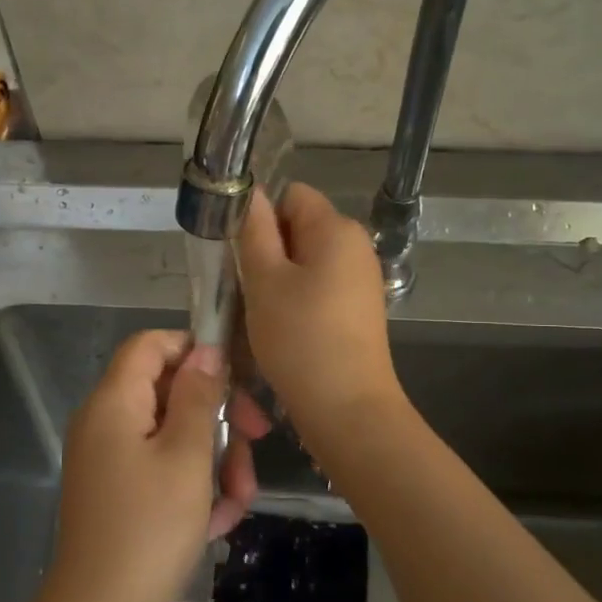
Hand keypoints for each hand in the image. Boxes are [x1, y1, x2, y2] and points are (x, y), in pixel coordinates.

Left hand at [37, 331, 261, 601]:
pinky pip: (162, 469)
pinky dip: (193, 487)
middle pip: (168, 392)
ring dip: (214, 459)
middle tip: (257, 441)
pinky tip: (218, 521)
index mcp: (113, 402)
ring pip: (173, 435)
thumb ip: (197, 396)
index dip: (193, 350)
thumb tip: (204, 352)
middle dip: (217, 416)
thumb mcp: (186, 457)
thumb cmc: (149, 529)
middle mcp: (105, 422)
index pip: (150, 344)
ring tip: (239, 500)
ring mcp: (110, 459)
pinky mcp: (119, 492)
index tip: (236, 376)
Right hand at [236, 183, 402, 442]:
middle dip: (268, 250)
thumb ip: (255, 231)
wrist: (346, 407)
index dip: (261, 216)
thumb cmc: (300, 338)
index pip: (291, 195)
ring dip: (278, 280)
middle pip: (300, 228)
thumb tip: (251, 194)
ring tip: (261, 312)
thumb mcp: (265, 280)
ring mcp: (361, 280)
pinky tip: (283, 329)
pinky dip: (297, 300)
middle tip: (245, 287)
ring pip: (306, 262)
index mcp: (336, 229)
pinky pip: (319, 288)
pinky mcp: (359, 309)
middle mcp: (356, 246)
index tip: (240, 254)